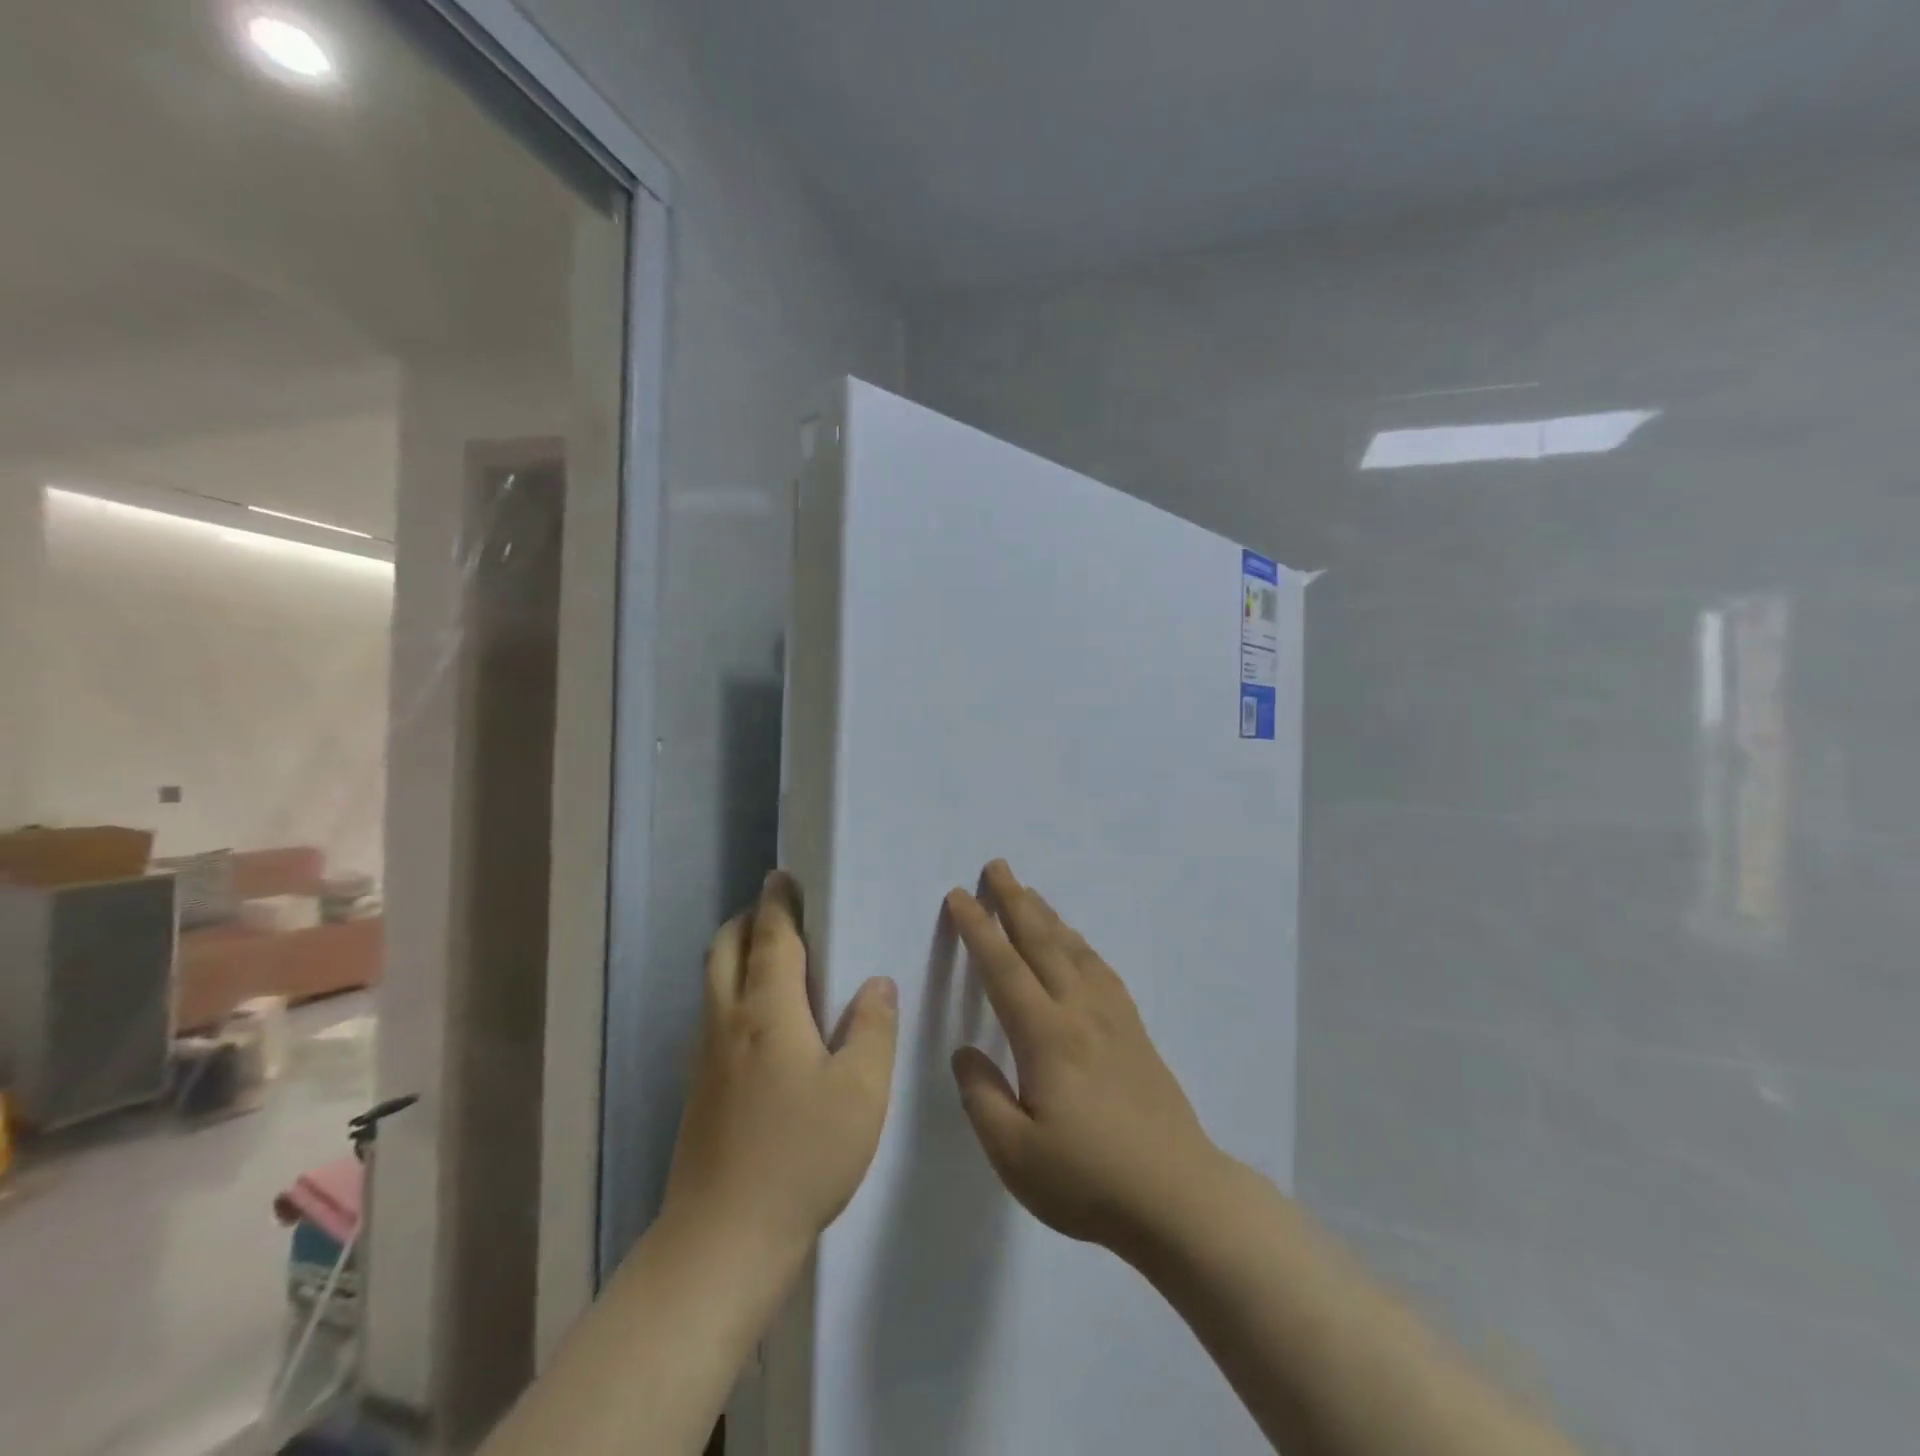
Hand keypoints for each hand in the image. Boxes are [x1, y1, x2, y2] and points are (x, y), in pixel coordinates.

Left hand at [661, 872, 897, 1264]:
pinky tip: (761, 1022)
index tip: (783, 876)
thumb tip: (876, 983)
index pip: (771, 936)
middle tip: (777, 910)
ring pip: (712, 982)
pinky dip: (731, 990)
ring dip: (735, 953)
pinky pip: (712, 1015)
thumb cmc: (801, 1155)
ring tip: (771, 956)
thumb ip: (873, 1028)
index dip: (778, 902)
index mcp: (767, 1010)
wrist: (722, 1241)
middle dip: (747, 919)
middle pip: (724, 949)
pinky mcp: (698, 1090)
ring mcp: (705, 1057)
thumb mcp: (861, 1091)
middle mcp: (727, 1021)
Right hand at [945, 860, 1220, 1254]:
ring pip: (1074, 949)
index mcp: (1046, 1036)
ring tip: (1031, 893)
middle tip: (997, 866)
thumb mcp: (1015, 1155)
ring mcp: (1113, 1018)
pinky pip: (1102, 970)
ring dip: (1048, 916)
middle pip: (1042, 942)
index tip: (959, 896)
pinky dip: (1082, 945)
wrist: (1179, 1197)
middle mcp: (1079, 1012)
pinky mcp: (1135, 1032)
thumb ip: (982, 1097)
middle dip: (1015, 900)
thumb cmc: (1089, 1180)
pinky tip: (1078, 945)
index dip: (978, 929)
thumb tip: (965, 1051)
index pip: (1003, 968)